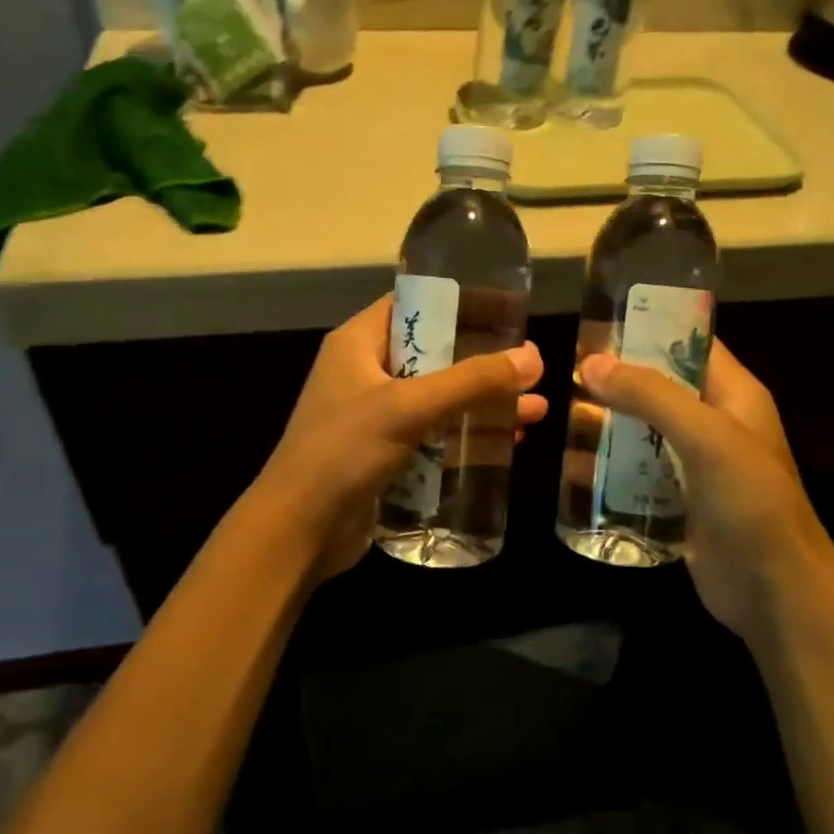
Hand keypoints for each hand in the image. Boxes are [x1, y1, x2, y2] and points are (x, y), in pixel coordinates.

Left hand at [251, 296, 545, 578]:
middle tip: (531, 364)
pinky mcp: (386, 454)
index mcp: (358, 344)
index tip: (506, 311)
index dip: (459, 303)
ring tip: (535, 408)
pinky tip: (508, 441)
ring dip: (482, 402)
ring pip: (439, 398)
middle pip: (434, 353)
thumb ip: (471, 382)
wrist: (298, 531)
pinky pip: (434, 433)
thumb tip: (532, 358)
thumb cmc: (343, 453)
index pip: (412, 304)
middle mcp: (366, 373)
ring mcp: (375, 416)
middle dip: (482, 360)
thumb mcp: (408, 408)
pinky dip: (467, 434)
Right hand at [579, 341, 833, 643]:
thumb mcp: (706, 436)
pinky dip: (610, 468)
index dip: (650, 329)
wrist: (775, 591)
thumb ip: (651, 395)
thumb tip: (592, 363)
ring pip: (644, 431)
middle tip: (567, 374)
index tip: (600, 325)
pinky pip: (639, 473)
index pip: (692, 343)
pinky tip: (574, 468)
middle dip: (617, 381)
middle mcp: (716, 423)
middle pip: (660, 388)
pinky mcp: (680, 501)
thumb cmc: (750, 501)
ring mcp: (697, 465)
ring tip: (562, 417)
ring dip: (608, 425)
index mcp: (735, 395)